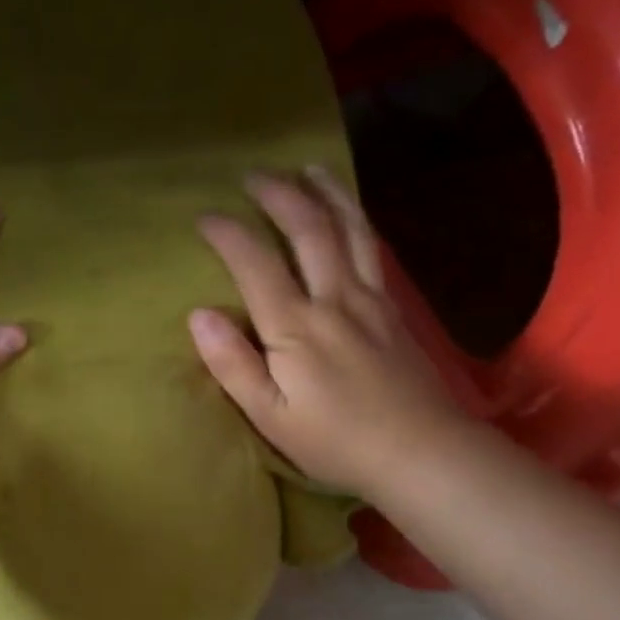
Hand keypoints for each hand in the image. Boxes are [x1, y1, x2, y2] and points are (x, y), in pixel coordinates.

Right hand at [189, 165, 465, 497]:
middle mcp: (334, 299)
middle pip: (308, 230)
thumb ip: (233, 365)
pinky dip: (356, 219)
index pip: (255, 264)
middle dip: (278, 195)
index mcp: (295, 328)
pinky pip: (372, 249)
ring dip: (326, 192)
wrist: (421, 452)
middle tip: (254, 175)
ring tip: (308, 168)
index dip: (228, 234)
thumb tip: (199, 315)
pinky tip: (350, 214)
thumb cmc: (335, 442)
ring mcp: (369, 299)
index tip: (205, 217)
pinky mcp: (392, 309)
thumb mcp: (270, 416)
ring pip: (349, 228)